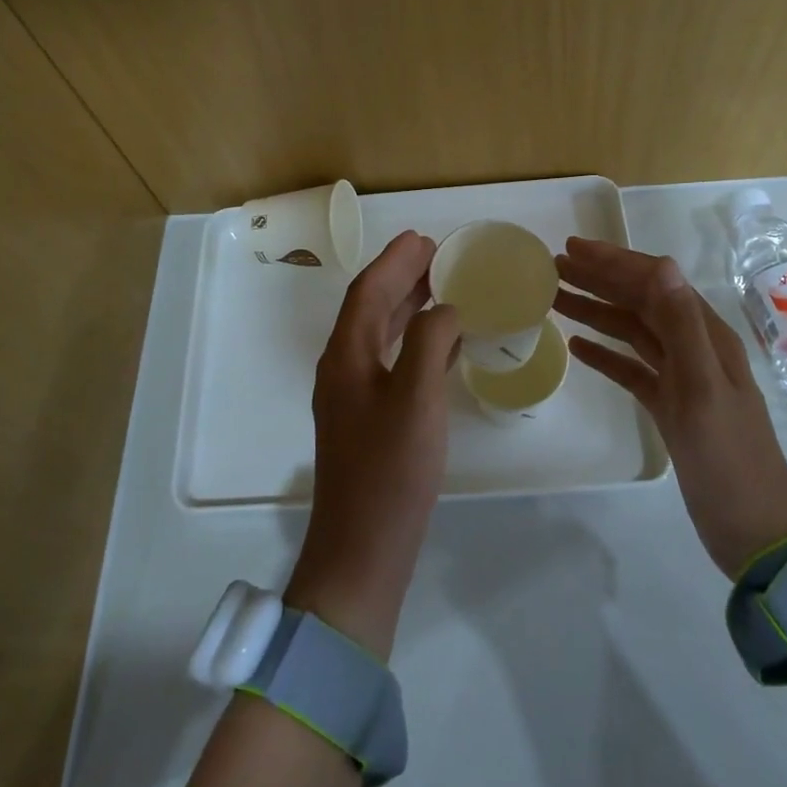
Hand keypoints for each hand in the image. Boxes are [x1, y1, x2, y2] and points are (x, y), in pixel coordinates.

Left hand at [286, 231, 461, 659]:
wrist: (363, 548)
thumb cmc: (390, 471)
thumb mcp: (415, 400)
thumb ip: (427, 343)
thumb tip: (443, 309)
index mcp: (345, 357)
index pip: (368, 293)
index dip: (393, 261)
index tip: (424, 238)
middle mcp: (343, 370)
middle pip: (370, 309)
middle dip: (400, 277)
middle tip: (436, 255)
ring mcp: (354, 397)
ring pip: (381, 336)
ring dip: (408, 307)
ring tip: (441, 288)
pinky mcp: (369, 421)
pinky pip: (392, 363)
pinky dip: (414, 343)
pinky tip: (442, 346)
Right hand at [554, 238, 786, 576]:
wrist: (754, 529)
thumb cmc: (728, 458)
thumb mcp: (703, 388)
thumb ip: (682, 326)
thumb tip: (661, 266)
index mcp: (706, 336)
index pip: (656, 283)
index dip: (615, 262)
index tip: (573, 249)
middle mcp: (693, 348)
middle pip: (640, 302)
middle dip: (599, 280)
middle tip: (553, 267)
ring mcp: (681, 378)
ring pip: (631, 332)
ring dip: (596, 311)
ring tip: (555, 299)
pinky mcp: (669, 406)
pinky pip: (630, 368)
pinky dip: (604, 354)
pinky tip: (577, 346)